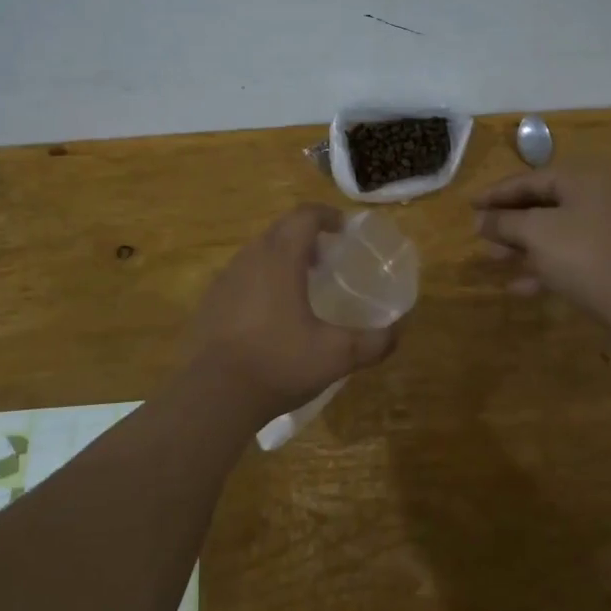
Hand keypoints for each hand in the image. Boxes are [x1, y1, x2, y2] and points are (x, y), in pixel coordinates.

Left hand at [185, 205, 401, 422]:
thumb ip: (374, 342)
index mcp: (281, 258)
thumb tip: (399, 331)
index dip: (328, 216)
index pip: (305, 216)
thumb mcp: (337, 356)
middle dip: (306, 234)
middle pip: (281, 229)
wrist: (214, 394)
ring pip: (259, 251)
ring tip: (301, 284)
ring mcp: (226, 278)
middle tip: (327, 257)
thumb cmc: (279, 363)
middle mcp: (251, 258)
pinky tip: (271, 313)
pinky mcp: (211, 300)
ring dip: (282, 256)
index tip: (344, 229)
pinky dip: (261, 279)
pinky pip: (241, 275)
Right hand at [473, 169, 610, 319]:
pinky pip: (566, 256)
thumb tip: (480, 220)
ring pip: (552, 232)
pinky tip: (517, 286)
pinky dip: (541, 266)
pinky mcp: (606, 259)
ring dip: (521, 245)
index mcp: (581, 179)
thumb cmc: (581, 253)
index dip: (496, 193)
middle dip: (508, 222)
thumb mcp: (535, 232)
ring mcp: (603, 230)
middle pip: (541, 205)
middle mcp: (595, 198)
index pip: (530, 179)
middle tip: (480, 234)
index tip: (469, 205)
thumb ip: (504, 222)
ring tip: (493, 258)